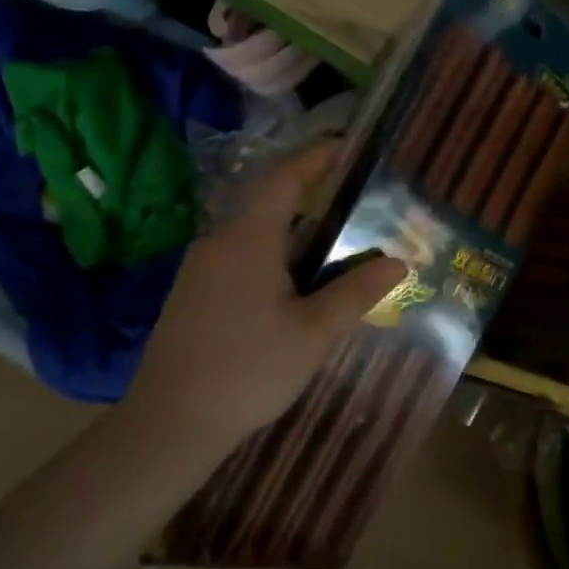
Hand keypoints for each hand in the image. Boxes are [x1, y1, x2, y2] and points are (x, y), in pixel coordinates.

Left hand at [122, 141, 405, 458]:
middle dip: (314, 196)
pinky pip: (242, 258)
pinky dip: (276, 256)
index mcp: (248, 240)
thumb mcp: (314, 332)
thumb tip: (398, 261)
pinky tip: (298, 287)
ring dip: (296, 232)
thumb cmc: (249, 369)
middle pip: (270, 204)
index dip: (316, 157)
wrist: (170, 423)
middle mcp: (219, 242)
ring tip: (338, 246)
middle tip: (358, 203)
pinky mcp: (193, 295)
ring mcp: (200, 269)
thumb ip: (357, 291)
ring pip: (256, 235)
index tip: (348, 145)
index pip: (284, 178)